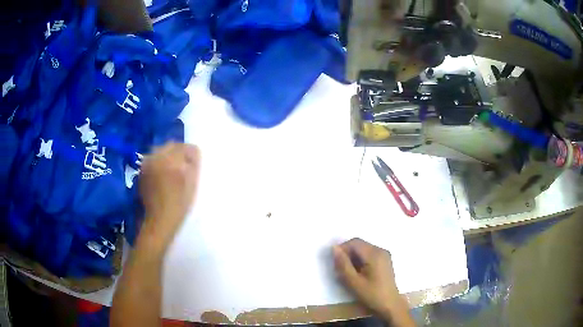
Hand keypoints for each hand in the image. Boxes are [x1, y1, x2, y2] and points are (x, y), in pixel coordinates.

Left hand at [138, 142, 200, 250]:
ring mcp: (147, 163)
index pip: (185, 147)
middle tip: (183, 167)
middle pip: (170, 145)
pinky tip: (161, 176)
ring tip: (171, 171)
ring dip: (167, 157)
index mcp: (172, 160)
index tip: (193, 164)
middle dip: (178, 153)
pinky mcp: (142, 171)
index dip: (191, 154)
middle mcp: (157, 157)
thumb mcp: (192, 184)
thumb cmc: (179, 204)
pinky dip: (158, 163)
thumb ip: (194, 164)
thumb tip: (194, 152)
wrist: (159, 220)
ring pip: (160, 151)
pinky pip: (152, 160)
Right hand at [333, 238, 413, 325]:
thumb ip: (343, 264)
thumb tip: (334, 248)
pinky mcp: (385, 260)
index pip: (354, 242)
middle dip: (347, 254)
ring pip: (363, 249)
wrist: (390, 305)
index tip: (336, 263)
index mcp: (374, 254)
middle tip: (341, 270)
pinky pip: (369, 254)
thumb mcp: (353, 282)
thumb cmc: (371, 294)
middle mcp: (381, 250)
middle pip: (359, 244)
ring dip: (353, 258)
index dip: (342, 249)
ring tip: (350, 273)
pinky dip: (361, 261)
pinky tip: (359, 273)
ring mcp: (384, 255)